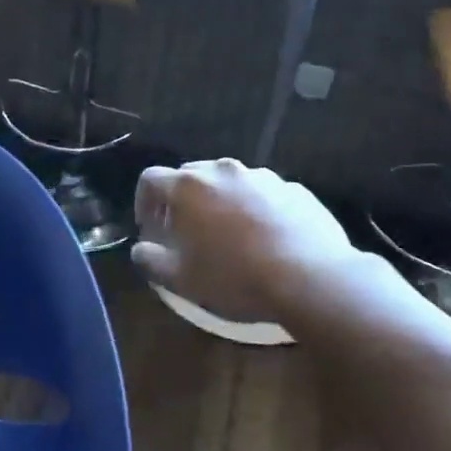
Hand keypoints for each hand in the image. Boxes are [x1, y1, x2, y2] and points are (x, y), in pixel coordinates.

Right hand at [131, 159, 360, 322]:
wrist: (310, 277)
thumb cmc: (235, 277)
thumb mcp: (181, 279)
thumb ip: (150, 260)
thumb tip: (140, 249)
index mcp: (188, 186)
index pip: (151, 179)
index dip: (143, 202)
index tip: (150, 227)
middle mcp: (222, 170)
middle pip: (190, 175)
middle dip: (182, 200)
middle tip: (186, 232)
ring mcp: (261, 176)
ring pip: (229, 182)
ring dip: (221, 202)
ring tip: (230, 236)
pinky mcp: (293, 189)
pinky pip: (263, 194)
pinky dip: (256, 209)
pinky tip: (266, 239)